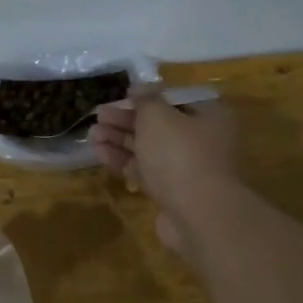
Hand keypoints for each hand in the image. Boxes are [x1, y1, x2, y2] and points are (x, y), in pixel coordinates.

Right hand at [89, 91, 243, 254]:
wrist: (198, 215)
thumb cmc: (180, 155)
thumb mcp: (158, 117)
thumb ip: (146, 99)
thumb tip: (139, 87)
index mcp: (210, 116)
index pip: (174, 101)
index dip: (145, 98)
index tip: (120, 98)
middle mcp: (203, 141)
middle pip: (160, 126)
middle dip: (126, 121)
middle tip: (98, 116)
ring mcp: (189, 170)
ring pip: (150, 150)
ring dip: (120, 141)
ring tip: (92, 135)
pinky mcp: (173, 193)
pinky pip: (146, 172)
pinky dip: (124, 162)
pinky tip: (100, 154)